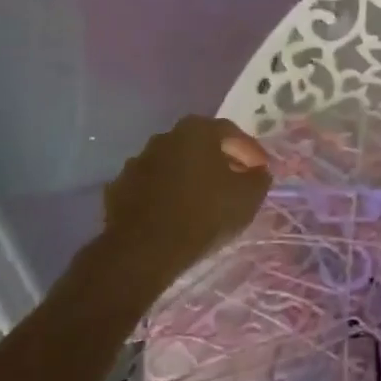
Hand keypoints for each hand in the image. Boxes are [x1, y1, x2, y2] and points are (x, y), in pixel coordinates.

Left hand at [102, 116, 271, 289]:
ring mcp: (138, 161)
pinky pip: (153, 186)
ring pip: (174, 164)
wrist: (143, 250)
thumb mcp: (247, 198)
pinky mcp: (120, 188)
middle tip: (235, 182)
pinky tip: (176, 213)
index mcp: (196, 131)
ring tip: (205, 201)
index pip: (231, 133)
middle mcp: (165, 137)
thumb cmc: (203, 215)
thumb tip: (258, 172)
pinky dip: (167, 194)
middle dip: (220, 161)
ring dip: (191, 177)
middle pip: (200, 145)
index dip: (250, 151)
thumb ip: (258, 178)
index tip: (261, 170)